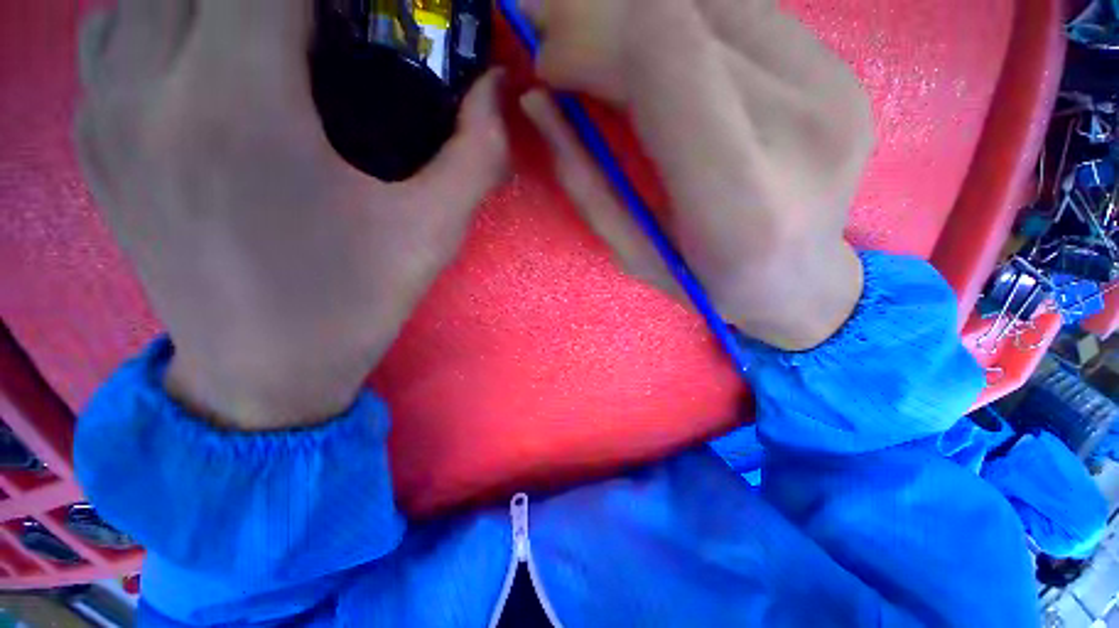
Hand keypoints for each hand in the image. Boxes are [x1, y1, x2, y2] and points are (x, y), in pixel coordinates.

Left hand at [76, 0, 507, 430]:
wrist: (262, 373)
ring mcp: (104, 113)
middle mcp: (148, 90)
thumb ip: (476, 155)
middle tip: (325, 23)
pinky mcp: (92, 142)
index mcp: (237, 109)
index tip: (369, 9)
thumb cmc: (354, 304)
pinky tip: (198, 42)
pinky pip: (109, 30)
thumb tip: (495, 90)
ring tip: (267, 29)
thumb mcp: (432, 234)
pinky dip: (156, 10)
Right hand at [520, 0, 871, 350]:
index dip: (590, 37)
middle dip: (599, 16)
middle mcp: (799, 126)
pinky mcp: (837, 67)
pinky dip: (682, 19)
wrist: (800, 281)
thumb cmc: (706, 283)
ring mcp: (829, 85)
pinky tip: (662, 55)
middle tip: (559, 43)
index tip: (548, 62)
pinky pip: (742, 8)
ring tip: (606, 51)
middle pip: (682, 14)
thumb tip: (537, 103)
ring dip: (638, 15)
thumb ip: (586, 181)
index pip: (665, 58)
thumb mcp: (632, 252)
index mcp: (739, 198)